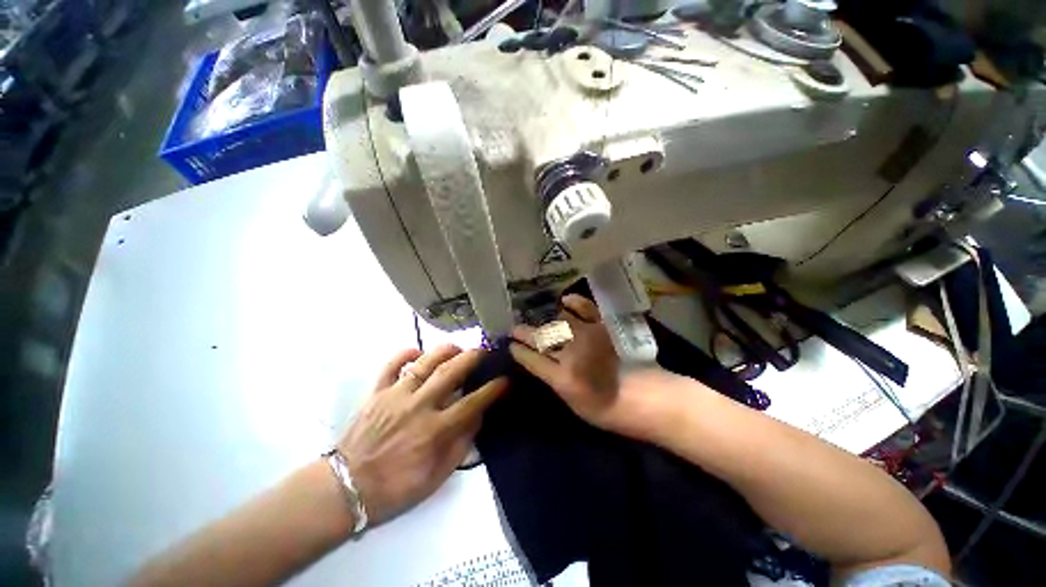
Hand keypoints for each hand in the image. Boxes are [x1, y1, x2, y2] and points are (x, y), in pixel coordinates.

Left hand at [338, 345, 506, 525]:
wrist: (346, 488)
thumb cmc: (395, 487)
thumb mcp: (436, 477)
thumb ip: (460, 446)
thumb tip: (477, 417)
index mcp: (434, 430)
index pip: (472, 403)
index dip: (492, 389)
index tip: (505, 380)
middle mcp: (418, 406)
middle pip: (450, 373)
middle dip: (472, 358)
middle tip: (484, 352)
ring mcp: (395, 396)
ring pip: (425, 363)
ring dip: (445, 351)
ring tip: (457, 348)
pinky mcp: (377, 392)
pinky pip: (392, 365)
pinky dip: (406, 353)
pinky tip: (418, 351)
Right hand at [509, 295, 693, 441]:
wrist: (648, 399)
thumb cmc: (611, 411)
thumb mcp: (576, 405)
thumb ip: (557, 382)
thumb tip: (544, 365)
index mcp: (562, 379)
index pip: (531, 360)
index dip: (518, 351)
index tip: (511, 345)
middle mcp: (571, 354)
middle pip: (541, 338)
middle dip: (524, 332)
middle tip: (515, 328)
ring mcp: (588, 337)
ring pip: (558, 322)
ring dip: (545, 320)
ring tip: (540, 319)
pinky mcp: (604, 327)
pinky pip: (585, 308)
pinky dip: (574, 302)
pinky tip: (566, 301)